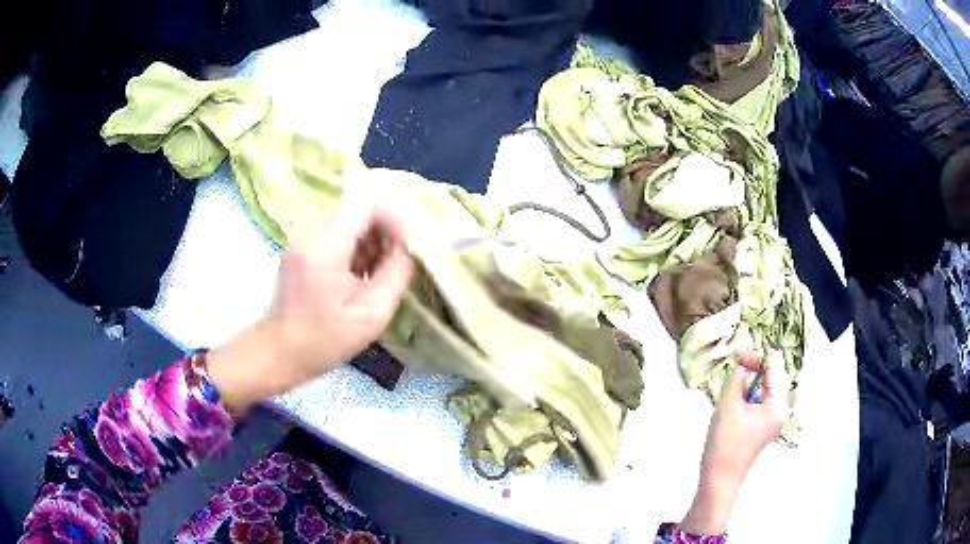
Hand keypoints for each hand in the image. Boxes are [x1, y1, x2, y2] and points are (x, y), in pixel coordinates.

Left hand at [208, 193, 414, 413]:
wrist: (282, 351)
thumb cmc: (326, 339)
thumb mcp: (372, 313)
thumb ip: (397, 273)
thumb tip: (410, 247)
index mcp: (325, 244)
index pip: (369, 202)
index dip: (397, 218)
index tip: (409, 248)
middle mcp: (311, 228)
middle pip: (361, 205)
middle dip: (386, 230)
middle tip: (398, 263)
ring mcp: (305, 233)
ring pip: (352, 216)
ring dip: (373, 238)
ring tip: (380, 272)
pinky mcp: (304, 241)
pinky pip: (340, 228)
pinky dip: (358, 244)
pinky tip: (361, 273)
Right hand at [681, 351, 790, 534]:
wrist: (718, 480)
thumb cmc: (726, 446)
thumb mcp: (728, 407)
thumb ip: (736, 380)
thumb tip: (740, 363)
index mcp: (778, 405)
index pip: (773, 367)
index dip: (755, 356)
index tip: (735, 353)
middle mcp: (780, 410)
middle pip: (771, 376)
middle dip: (753, 367)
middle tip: (734, 363)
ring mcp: (772, 419)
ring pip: (763, 388)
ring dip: (748, 380)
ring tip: (732, 379)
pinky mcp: (761, 426)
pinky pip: (758, 401)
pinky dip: (747, 394)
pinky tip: (733, 397)